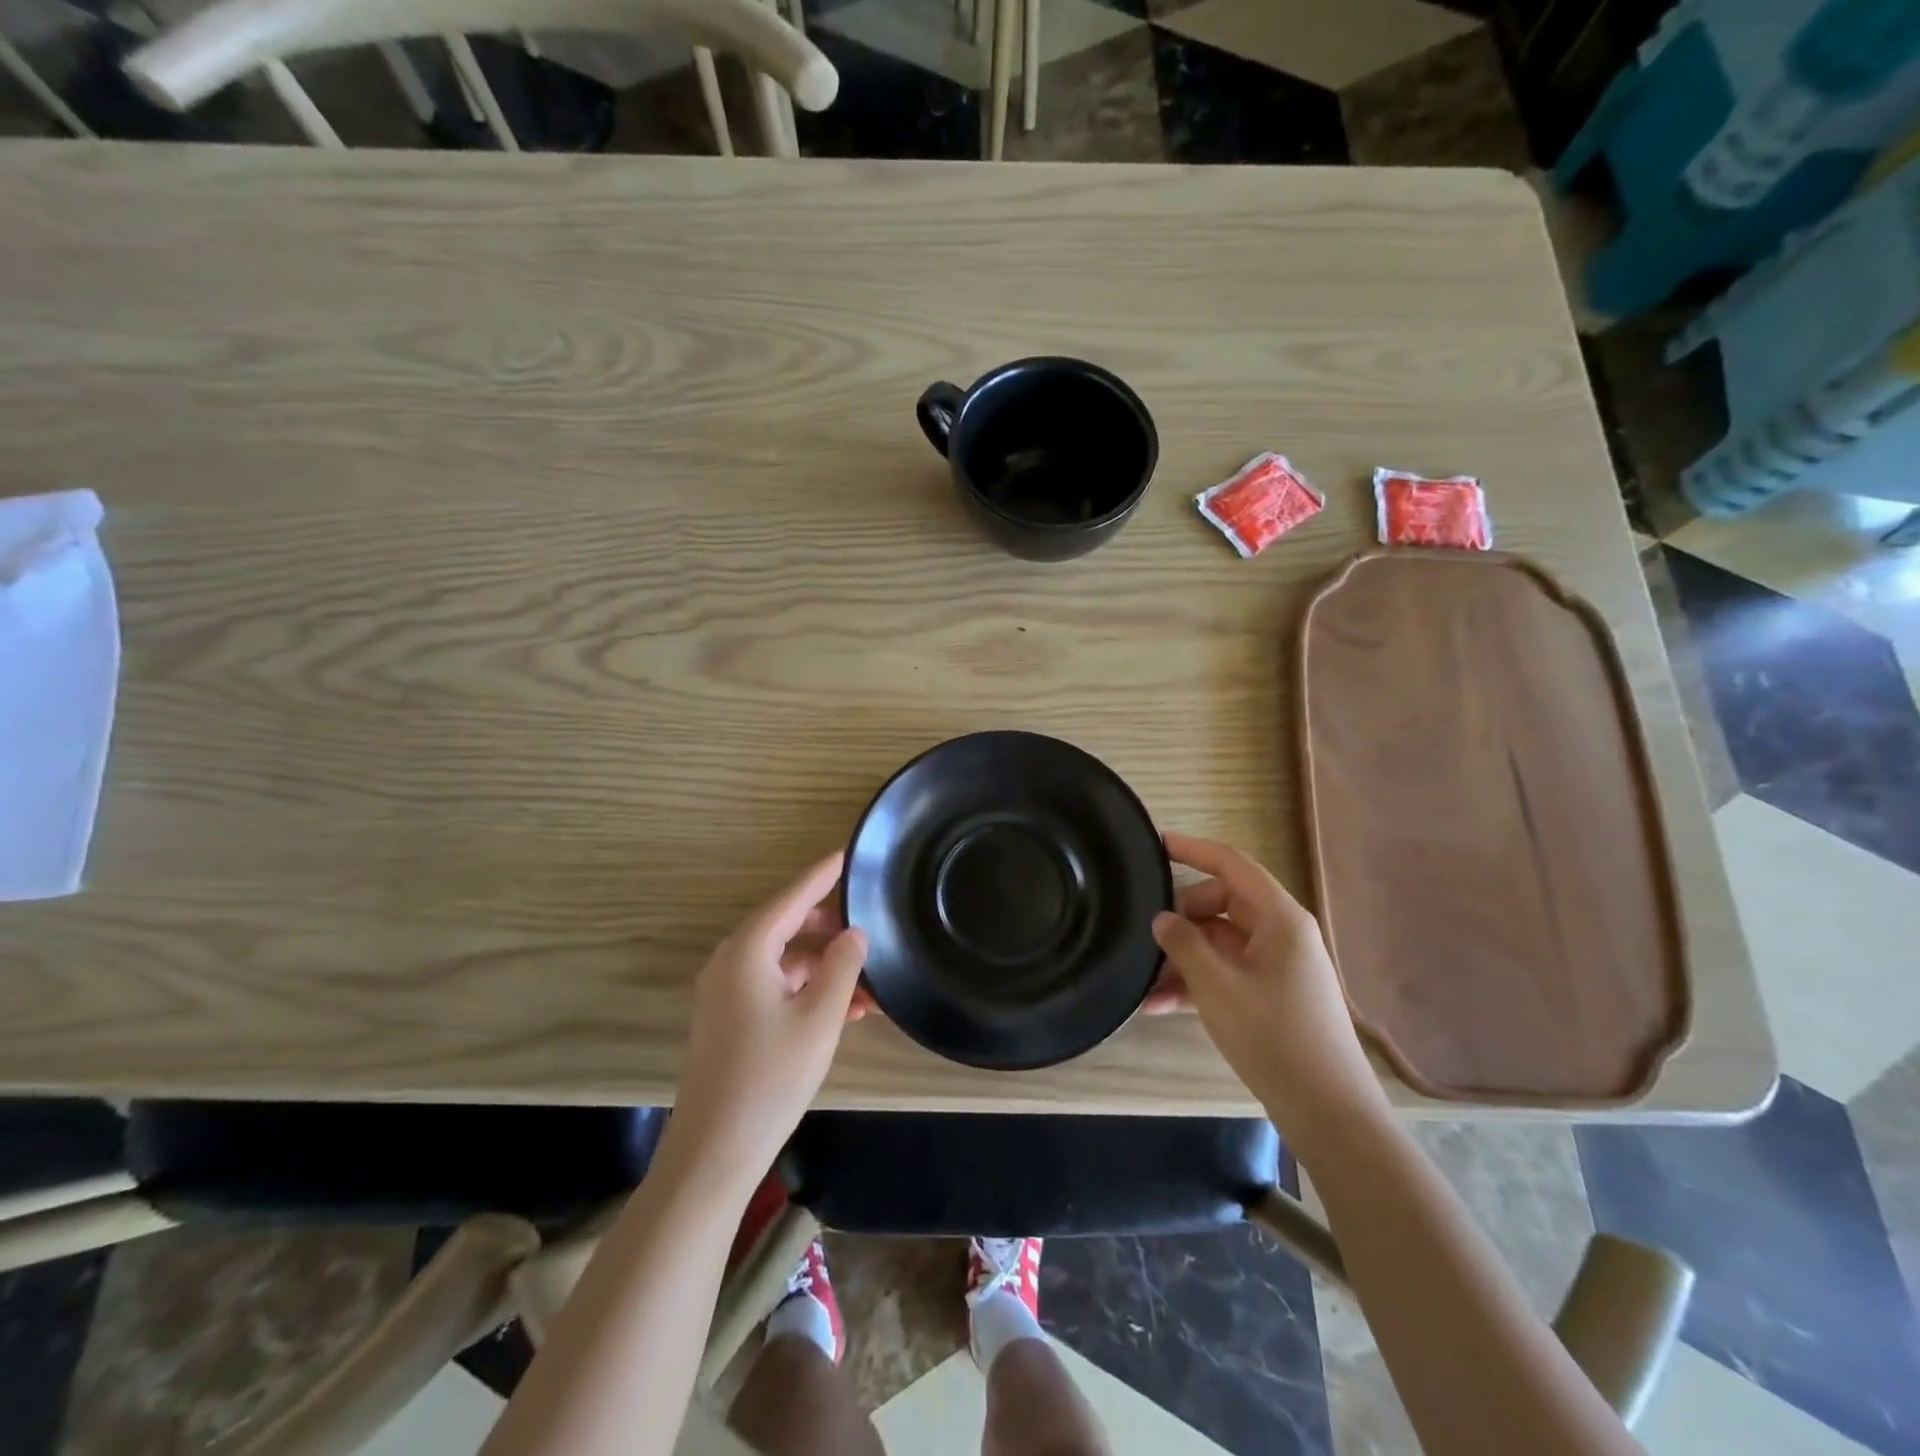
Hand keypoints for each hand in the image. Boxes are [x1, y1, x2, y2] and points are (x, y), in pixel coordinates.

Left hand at [670, 852, 867, 1183]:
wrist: (713, 1153)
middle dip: (831, 928)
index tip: (849, 854)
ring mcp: (727, 993)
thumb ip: (842, 966)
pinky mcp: (730, 1020)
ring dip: (826, 968)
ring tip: (871, 982)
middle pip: (787, 927)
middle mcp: (731, 962)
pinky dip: (809, 991)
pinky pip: (776, 988)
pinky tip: (848, 1009)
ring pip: (785, 961)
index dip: (823, 875)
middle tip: (871, 927)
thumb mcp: (819, 1018)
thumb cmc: (770, 1077)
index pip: (792, 897)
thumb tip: (854, 933)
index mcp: (747, 951)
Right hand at [1150, 832, 1384, 1145]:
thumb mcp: (1217, 986)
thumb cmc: (1273, 1036)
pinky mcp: (1272, 995)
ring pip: (1220, 942)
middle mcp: (1281, 934)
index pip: (1232, 864)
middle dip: (1182, 918)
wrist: (1327, 1111)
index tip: (1157, 844)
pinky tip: (1159, 1006)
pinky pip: (1228, 973)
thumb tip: (1163, 919)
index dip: (1193, 849)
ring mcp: (1278, 966)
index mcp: (1279, 918)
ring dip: (1183, 958)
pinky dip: (1197, 982)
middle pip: (1222, 904)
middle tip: (1148, 938)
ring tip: (1144, 984)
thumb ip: (1184, 944)